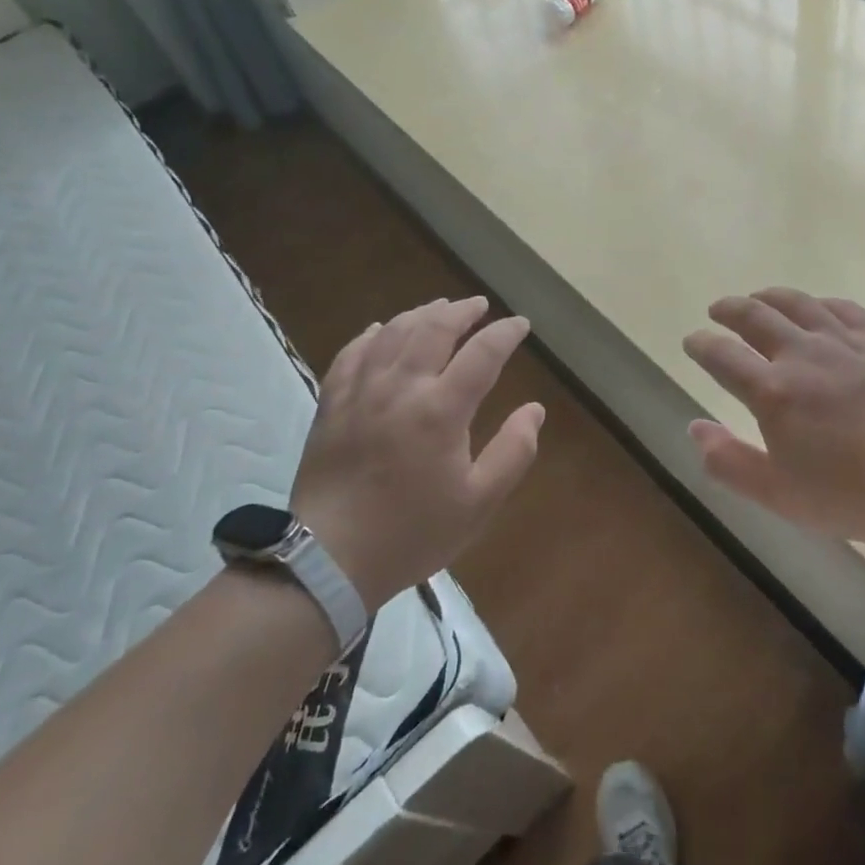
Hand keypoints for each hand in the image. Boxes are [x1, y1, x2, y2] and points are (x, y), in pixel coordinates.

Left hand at [290, 296, 544, 609]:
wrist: (329, 558)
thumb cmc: (412, 533)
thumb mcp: (478, 503)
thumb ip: (513, 452)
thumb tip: (535, 410)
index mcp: (441, 410)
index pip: (482, 353)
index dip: (505, 334)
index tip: (520, 325)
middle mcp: (401, 387)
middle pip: (434, 328)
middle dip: (462, 311)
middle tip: (479, 305)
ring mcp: (361, 391)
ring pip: (393, 333)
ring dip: (421, 314)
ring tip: (439, 308)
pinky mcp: (332, 403)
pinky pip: (352, 353)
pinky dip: (372, 334)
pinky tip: (381, 329)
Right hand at [682, 289, 864, 548]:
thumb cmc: (850, 495)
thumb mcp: (777, 494)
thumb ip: (728, 461)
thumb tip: (695, 427)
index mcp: (772, 392)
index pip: (721, 355)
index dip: (701, 344)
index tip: (691, 341)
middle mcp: (802, 355)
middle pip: (754, 316)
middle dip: (729, 309)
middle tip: (717, 311)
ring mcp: (844, 343)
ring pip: (797, 303)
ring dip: (768, 297)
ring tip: (757, 299)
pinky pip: (843, 308)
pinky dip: (819, 303)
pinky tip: (816, 309)